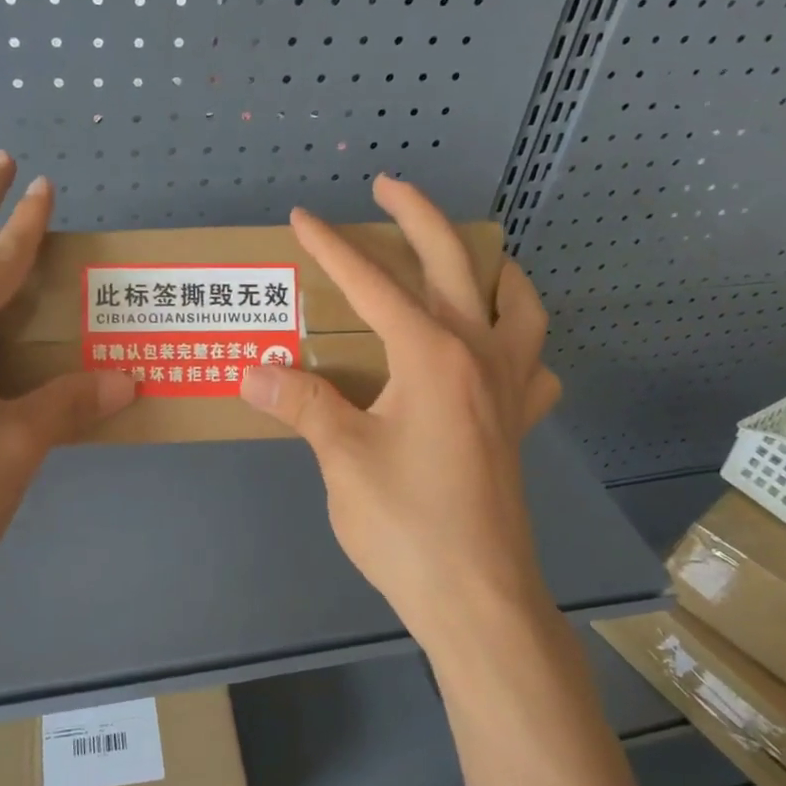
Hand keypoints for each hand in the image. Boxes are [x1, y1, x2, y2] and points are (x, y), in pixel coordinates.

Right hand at [239, 176, 560, 662]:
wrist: (478, 598)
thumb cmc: (407, 526)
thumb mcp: (342, 460)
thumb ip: (300, 405)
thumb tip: (252, 370)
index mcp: (433, 356)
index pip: (374, 284)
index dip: (333, 247)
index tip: (303, 217)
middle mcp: (479, 356)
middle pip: (454, 264)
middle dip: (418, 216)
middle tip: (388, 187)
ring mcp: (509, 389)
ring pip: (519, 304)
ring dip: (492, 268)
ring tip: (464, 258)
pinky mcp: (519, 424)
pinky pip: (533, 363)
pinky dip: (519, 340)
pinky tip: (497, 350)